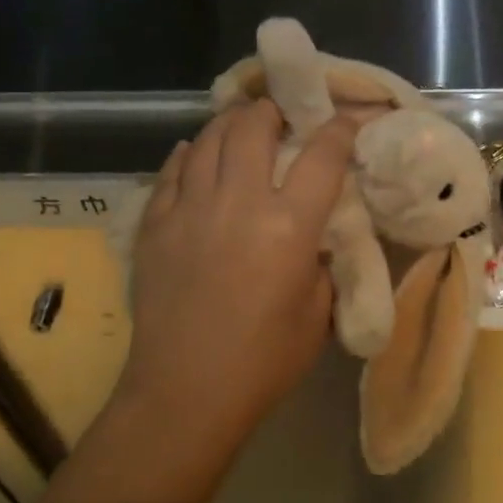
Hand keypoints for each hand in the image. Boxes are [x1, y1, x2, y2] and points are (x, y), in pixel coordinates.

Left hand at [114, 100, 355, 451]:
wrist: (184, 392)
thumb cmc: (263, 362)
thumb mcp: (317, 314)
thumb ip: (320, 263)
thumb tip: (313, 236)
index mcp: (288, 226)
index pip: (322, 155)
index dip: (340, 129)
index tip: (347, 119)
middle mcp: (238, 203)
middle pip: (254, 127)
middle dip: (274, 109)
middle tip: (282, 115)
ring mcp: (190, 209)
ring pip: (209, 139)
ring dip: (231, 123)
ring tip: (242, 125)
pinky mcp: (155, 224)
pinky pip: (172, 171)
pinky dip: (189, 155)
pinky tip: (196, 154)